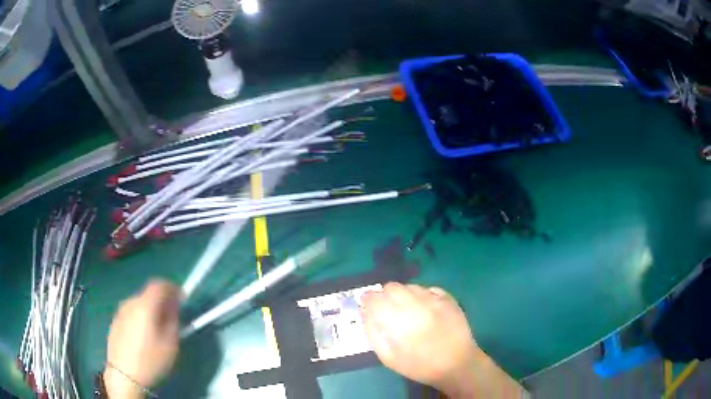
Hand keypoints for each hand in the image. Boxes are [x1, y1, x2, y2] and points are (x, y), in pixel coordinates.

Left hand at [104, 280, 181, 397]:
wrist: (124, 375)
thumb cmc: (150, 361)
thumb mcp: (170, 345)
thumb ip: (173, 322)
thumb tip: (173, 308)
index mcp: (145, 306)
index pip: (159, 285)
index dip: (172, 287)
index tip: (182, 298)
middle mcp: (130, 303)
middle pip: (148, 293)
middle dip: (162, 300)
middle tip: (172, 315)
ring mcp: (120, 312)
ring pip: (139, 304)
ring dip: (150, 309)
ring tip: (158, 327)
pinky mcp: (115, 322)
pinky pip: (131, 313)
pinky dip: (140, 317)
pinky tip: (144, 335)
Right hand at [361, 283, 525, 397]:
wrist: (457, 364)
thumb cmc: (420, 366)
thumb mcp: (388, 358)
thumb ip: (373, 333)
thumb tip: (366, 313)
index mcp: (398, 320)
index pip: (375, 298)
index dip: (367, 300)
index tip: (367, 305)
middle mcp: (416, 304)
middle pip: (392, 287)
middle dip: (385, 295)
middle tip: (387, 310)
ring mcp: (434, 299)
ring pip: (410, 286)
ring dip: (403, 295)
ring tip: (407, 311)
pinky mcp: (448, 299)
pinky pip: (428, 289)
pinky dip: (421, 295)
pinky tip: (423, 309)